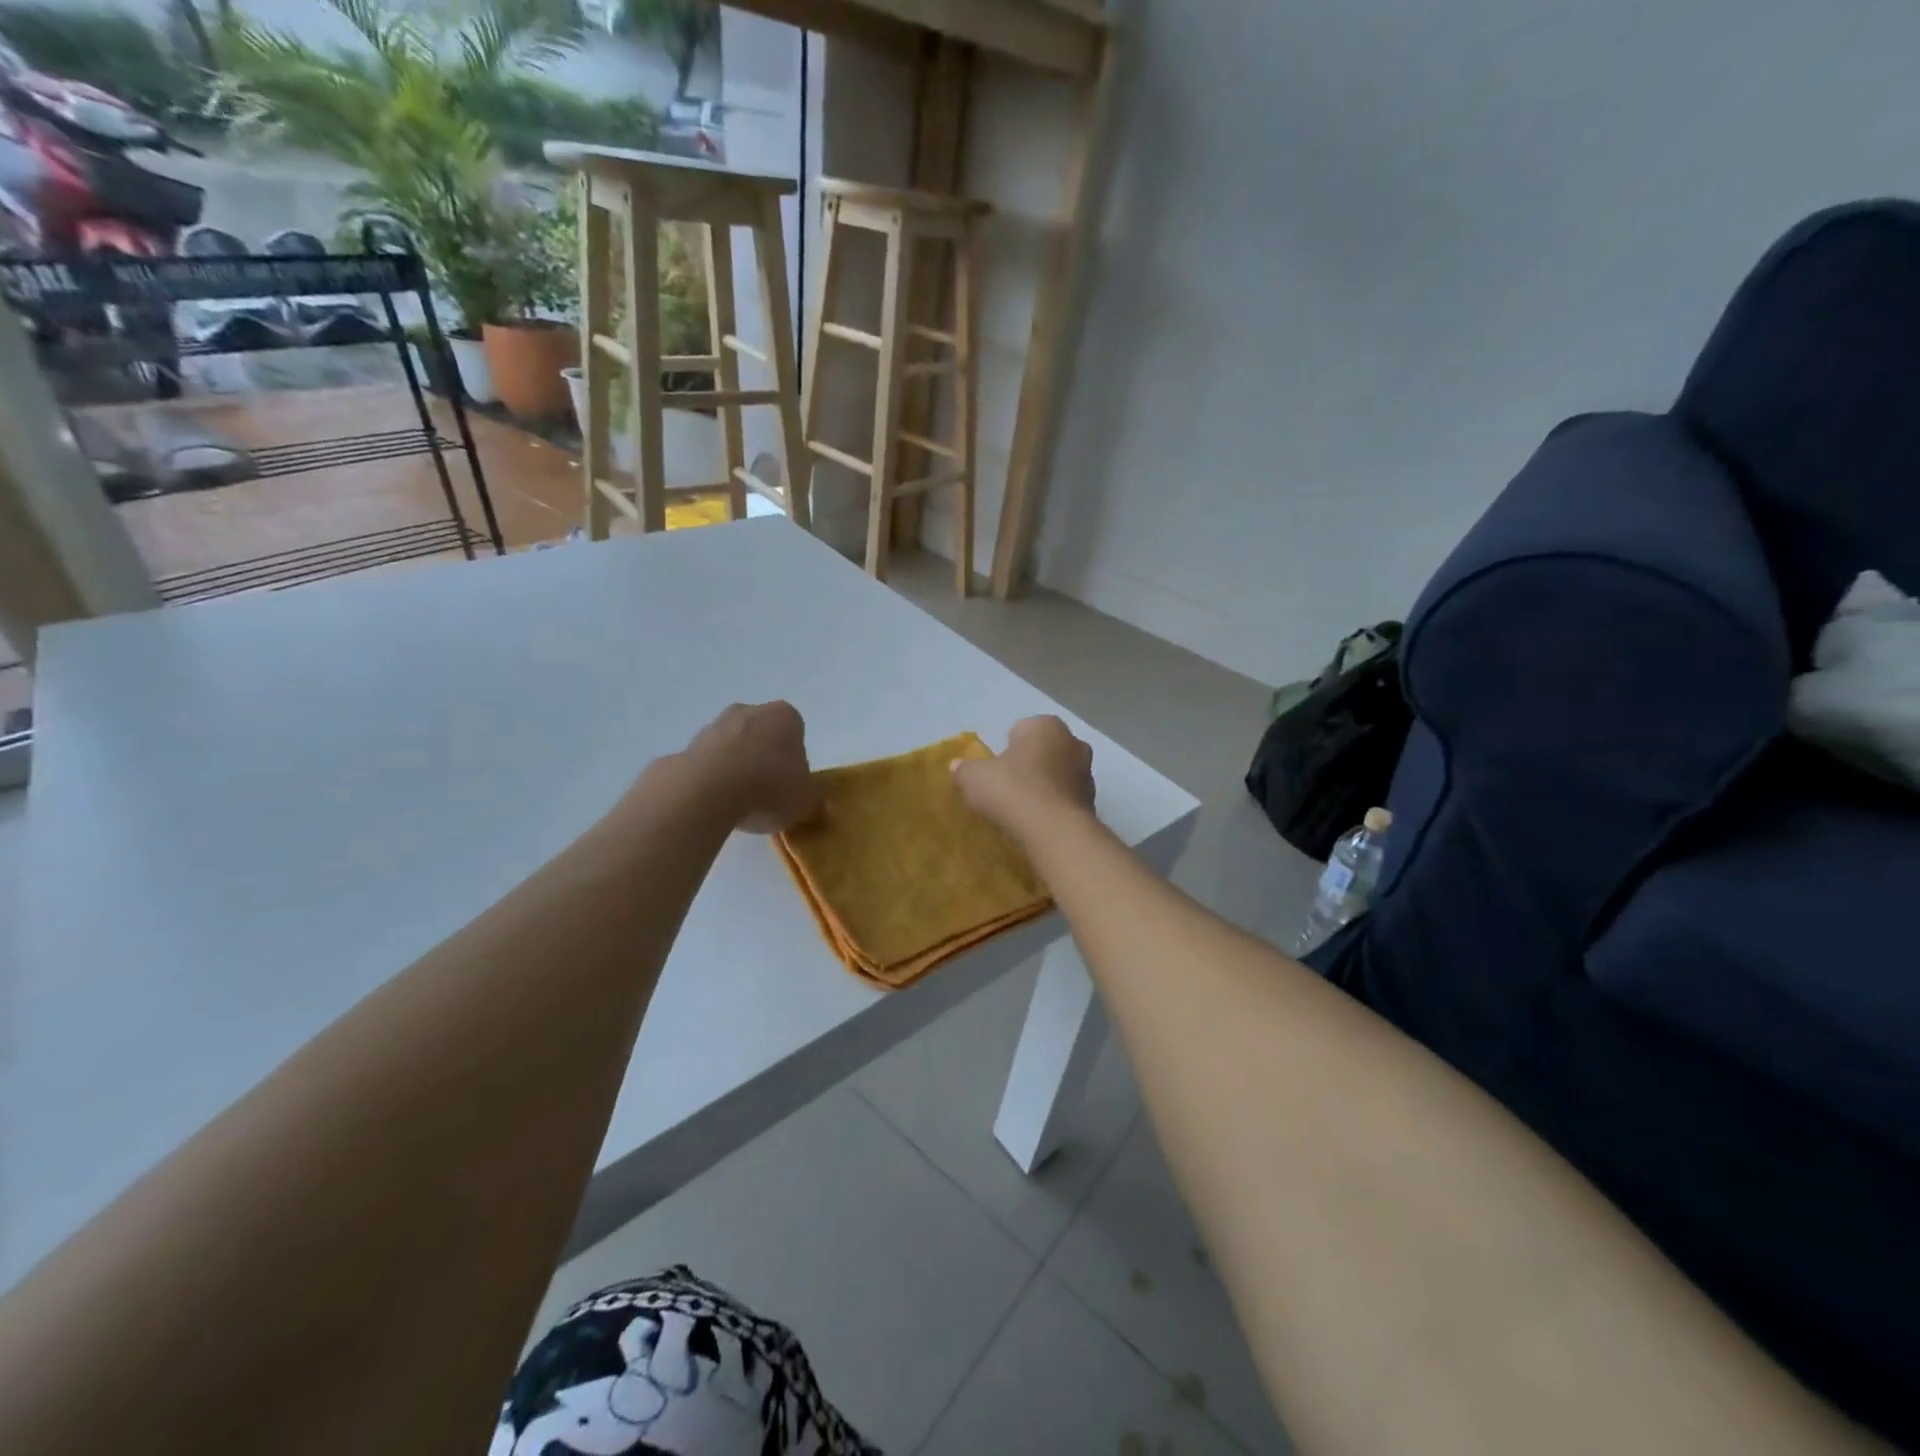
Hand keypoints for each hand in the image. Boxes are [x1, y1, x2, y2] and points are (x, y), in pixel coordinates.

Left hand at [682, 701, 819, 833]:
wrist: (708, 792)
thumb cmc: (770, 787)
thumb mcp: (806, 800)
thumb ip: (813, 798)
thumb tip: (815, 801)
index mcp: (785, 716)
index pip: (795, 732)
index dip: (795, 758)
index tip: (791, 783)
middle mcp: (749, 711)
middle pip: (761, 734)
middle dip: (763, 757)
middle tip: (767, 791)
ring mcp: (714, 726)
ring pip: (732, 746)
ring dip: (736, 768)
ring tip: (739, 803)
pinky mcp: (686, 747)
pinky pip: (707, 764)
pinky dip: (711, 779)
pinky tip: (715, 803)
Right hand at [952, 716, 1095, 842]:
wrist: (1054, 829)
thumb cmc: (1012, 790)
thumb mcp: (974, 778)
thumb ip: (965, 769)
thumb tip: (957, 766)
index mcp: (1045, 725)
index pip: (1020, 730)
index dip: (1006, 750)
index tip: (997, 772)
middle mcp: (1073, 741)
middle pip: (1043, 750)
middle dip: (1030, 764)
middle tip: (1009, 788)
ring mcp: (1087, 771)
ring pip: (1058, 773)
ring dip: (1045, 785)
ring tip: (1024, 809)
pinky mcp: (1094, 800)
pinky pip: (1067, 797)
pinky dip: (1056, 805)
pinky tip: (1041, 822)